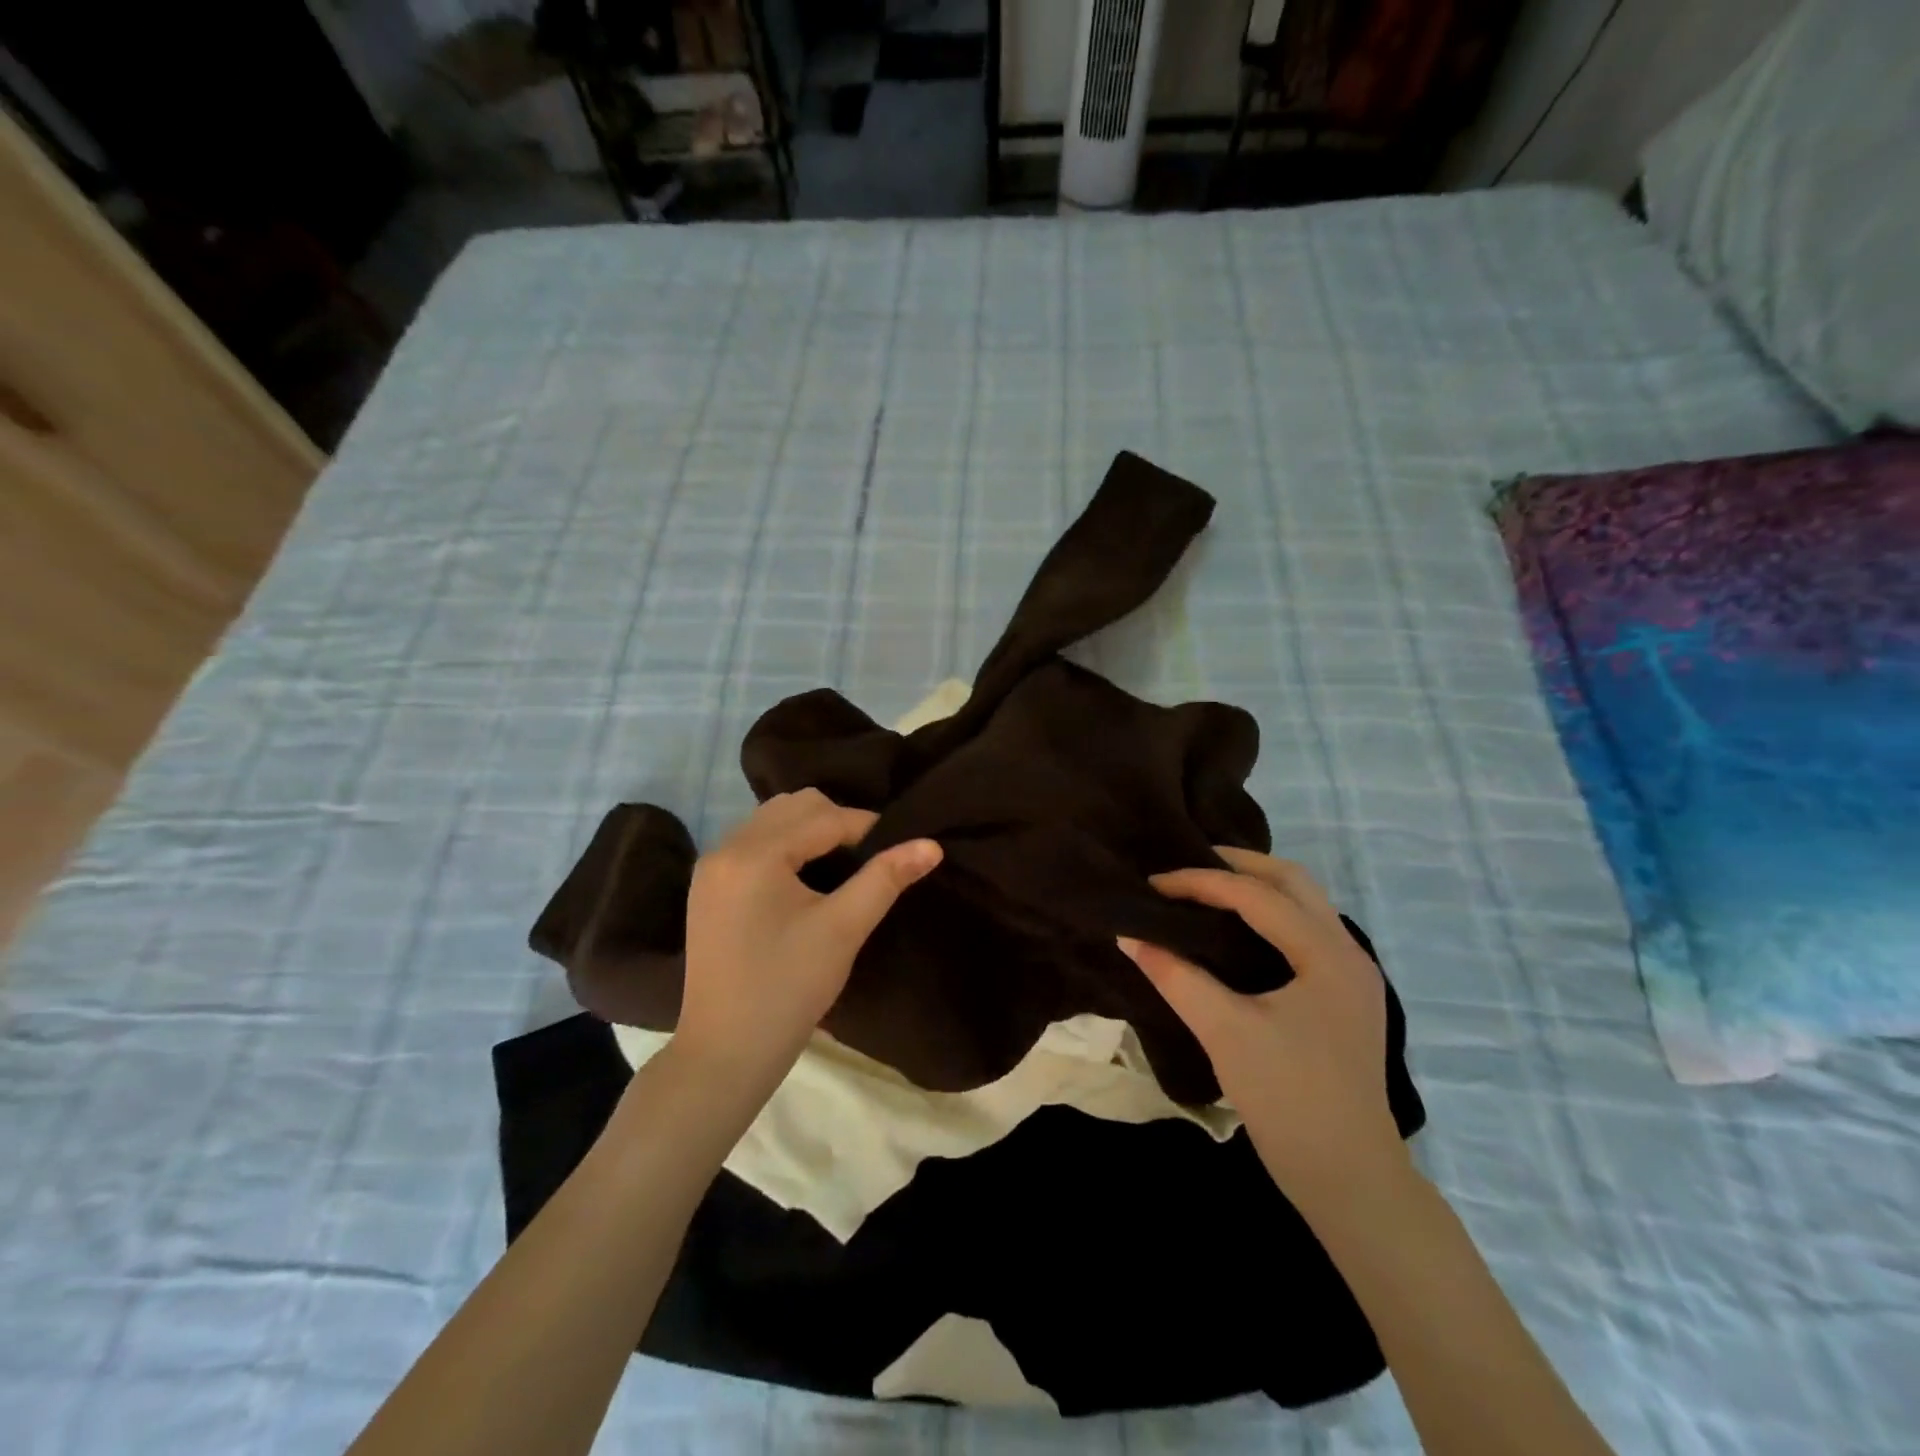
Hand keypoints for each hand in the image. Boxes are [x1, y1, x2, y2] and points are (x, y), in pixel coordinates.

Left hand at [674, 789, 940, 1093]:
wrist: (725, 1053)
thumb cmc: (789, 989)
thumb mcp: (843, 929)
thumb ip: (886, 878)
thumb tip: (931, 845)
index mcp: (754, 854)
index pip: (823, 817)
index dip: (868, 828)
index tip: (899, 847)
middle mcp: (726, 849)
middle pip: (793, 806)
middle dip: (837, 821)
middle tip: (868, 858)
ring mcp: (711, 868)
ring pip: (771, 820)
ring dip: (809, 831)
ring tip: (841, 865)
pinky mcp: (707, 889)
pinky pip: (753, 843)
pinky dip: (785, 846)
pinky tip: (805, 878)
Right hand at [1118, 848, 1408, 1208]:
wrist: (1350, 1179)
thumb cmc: (1288, 1099)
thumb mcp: (1224, 1032)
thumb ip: (1175, 976)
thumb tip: (1130, 935)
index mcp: (1327, 954)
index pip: (1256, 896)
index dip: (1200, 882)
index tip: (1153, 884)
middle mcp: (1348, 952)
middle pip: (1293, 881)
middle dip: (1238, 865)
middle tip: (1187, 867)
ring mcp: (1352, 975)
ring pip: (1304, 903)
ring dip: (1256, 886)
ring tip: (1206, 888)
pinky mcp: (1345, 996)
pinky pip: (1305, 930)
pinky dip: (1269, 913)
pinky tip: (1236, 928)